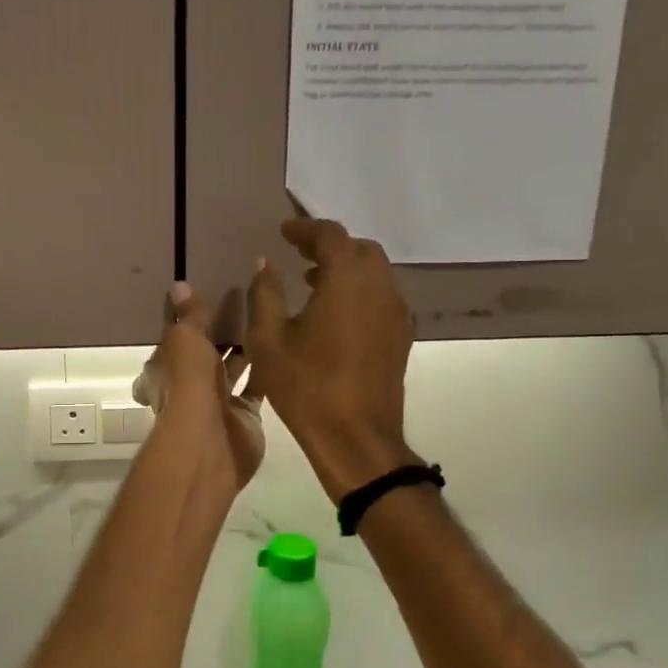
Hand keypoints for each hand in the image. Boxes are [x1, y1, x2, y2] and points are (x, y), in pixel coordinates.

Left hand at [134, 282, 264, 492]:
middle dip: (221, 332)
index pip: (176, 336)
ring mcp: (217, 402)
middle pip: (205, 353)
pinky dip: (266, 371)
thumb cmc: (188, 384)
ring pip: (232, 370)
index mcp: (166, 367)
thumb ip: (190, 315)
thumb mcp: (186, 339)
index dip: (189, 317)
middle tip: (245, 300)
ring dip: (245, 349)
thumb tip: (179, 286)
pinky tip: (281, 346)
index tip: (208, 292)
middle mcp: (189, 385)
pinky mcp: (245, 416)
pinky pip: (256, 388)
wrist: (209, 442)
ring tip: (266, 316)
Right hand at [246, 219, 416, 502]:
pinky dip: (360, 290)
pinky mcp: (401, 335)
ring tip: (314, 283)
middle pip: (359, 248)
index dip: (305, 229)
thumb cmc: (307, 386)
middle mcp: (379, 286)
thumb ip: (265, 294)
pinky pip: (382, 296)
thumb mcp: (269, 340)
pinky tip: (336, 313)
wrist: (357, 438)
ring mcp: (396, 311)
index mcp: (347, 279)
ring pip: (375, 272)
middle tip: (300, 255)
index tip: (284, 232)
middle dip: (329, 245)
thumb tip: (265, 264)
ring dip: (346, 268)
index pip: (330, 235)